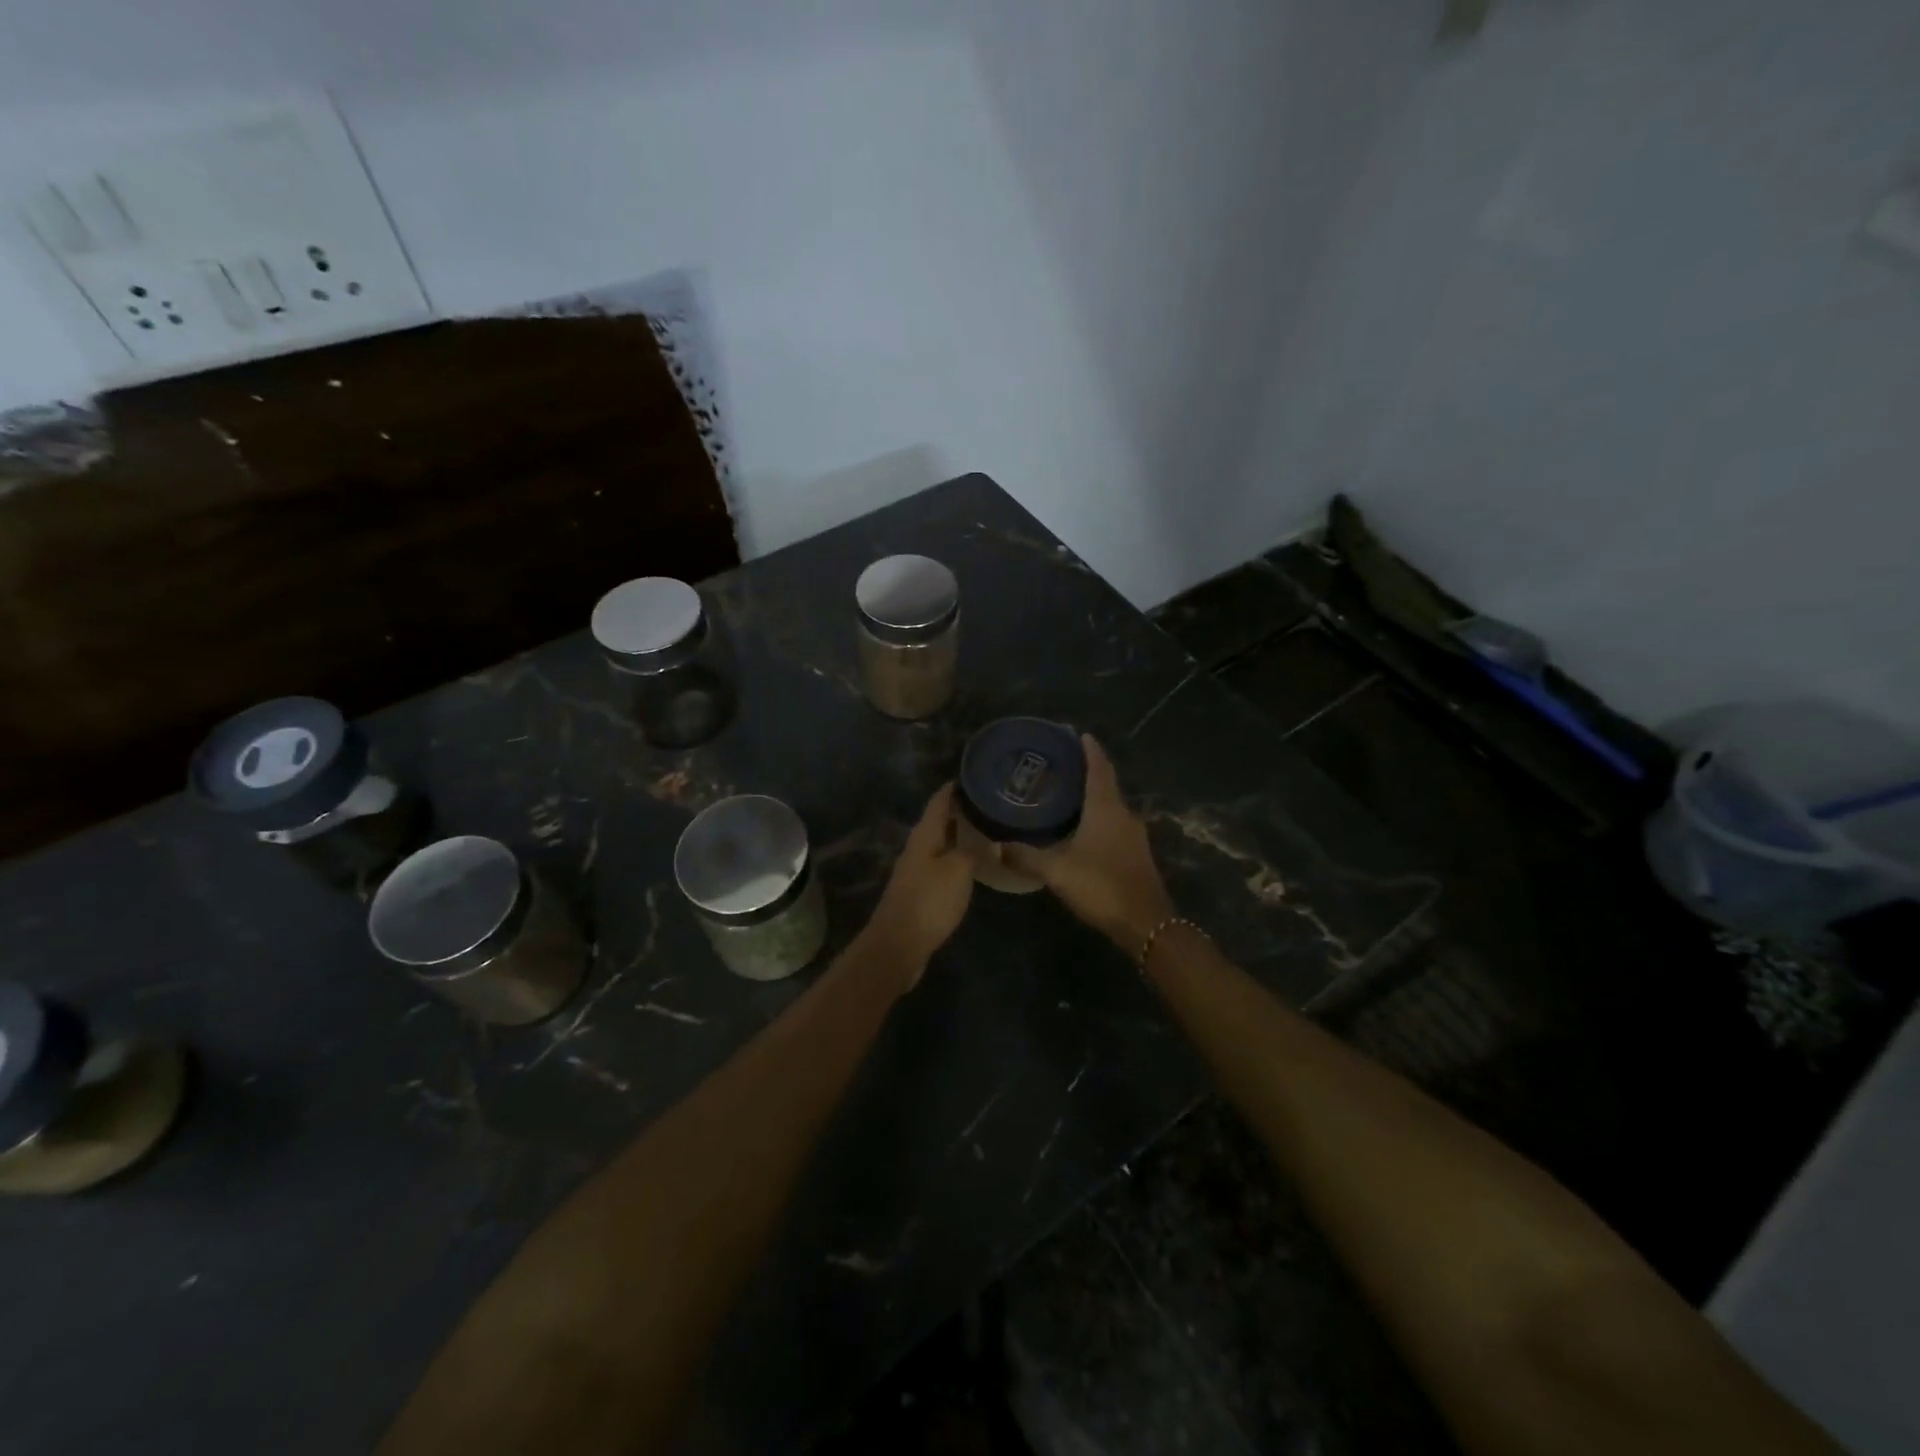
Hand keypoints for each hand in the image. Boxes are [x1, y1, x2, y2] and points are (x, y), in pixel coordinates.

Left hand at [861, 784, 977, 984]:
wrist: (899, 944)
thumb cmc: (929, 901)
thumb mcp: (958, 871)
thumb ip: (974, 851)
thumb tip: (991, 841)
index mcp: (924, 835)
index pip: (940, 800)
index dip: (956, 787)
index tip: (978, 775)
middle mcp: (918, 846)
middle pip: (940, 820)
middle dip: (963, 809)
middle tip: (992, 802)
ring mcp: (918, 869)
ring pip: (942, 842)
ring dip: (961, 833)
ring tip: (989, 828)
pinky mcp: (922, 889)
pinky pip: (943, 863)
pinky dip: (959, 856)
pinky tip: (975, 862)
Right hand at [1003, 735, 1173, 955]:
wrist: (1146, 923)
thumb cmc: (1102, 886)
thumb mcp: (1057, 870)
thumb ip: (1026, 856)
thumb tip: (997, 846)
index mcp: (1106, 808)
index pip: (1099, 768)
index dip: (1090, 750)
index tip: (1078, 734)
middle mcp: (1124, 814)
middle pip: (1106, 783)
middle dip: (1088, 770)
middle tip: (1063, 764)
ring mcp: (1134, 835)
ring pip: (1111, 805)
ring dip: (1094, 795)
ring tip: (1068, 794)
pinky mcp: (1136, 854)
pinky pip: (1115, 824)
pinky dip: (1099, 817)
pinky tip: (1082, 828)